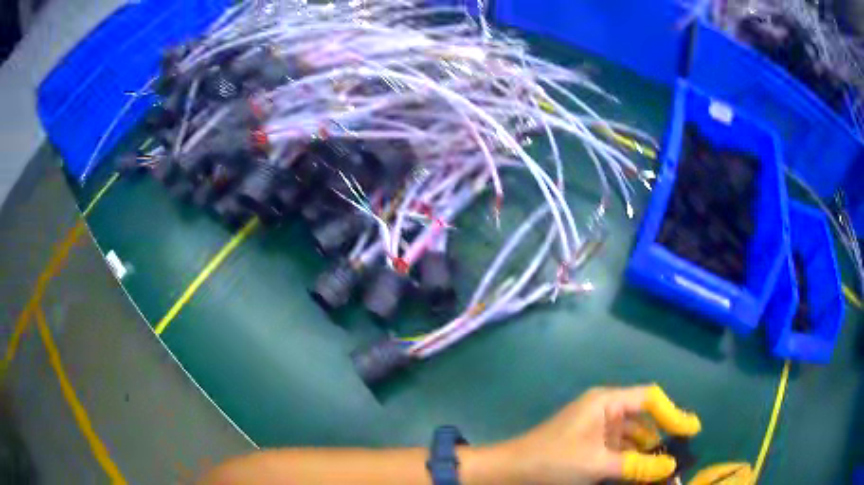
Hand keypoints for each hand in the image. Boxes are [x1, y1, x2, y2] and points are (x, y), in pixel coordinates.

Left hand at [492, 384, 700, 483]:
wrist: (509, 472)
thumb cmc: (554, 460)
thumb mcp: (598, 464)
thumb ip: (636, 465)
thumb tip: (670, 466)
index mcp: (607, 402)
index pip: (650, 399)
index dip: (673, 413)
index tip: (692, 430)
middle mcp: (605, 410)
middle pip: (643, 420)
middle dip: (660, 439)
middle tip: (679, 456)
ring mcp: (596, 429)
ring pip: (631, 438)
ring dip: (646, 453)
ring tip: (664, 470)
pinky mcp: (589, 446)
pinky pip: (617, 450)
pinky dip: (629, 461)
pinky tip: (641, 474)